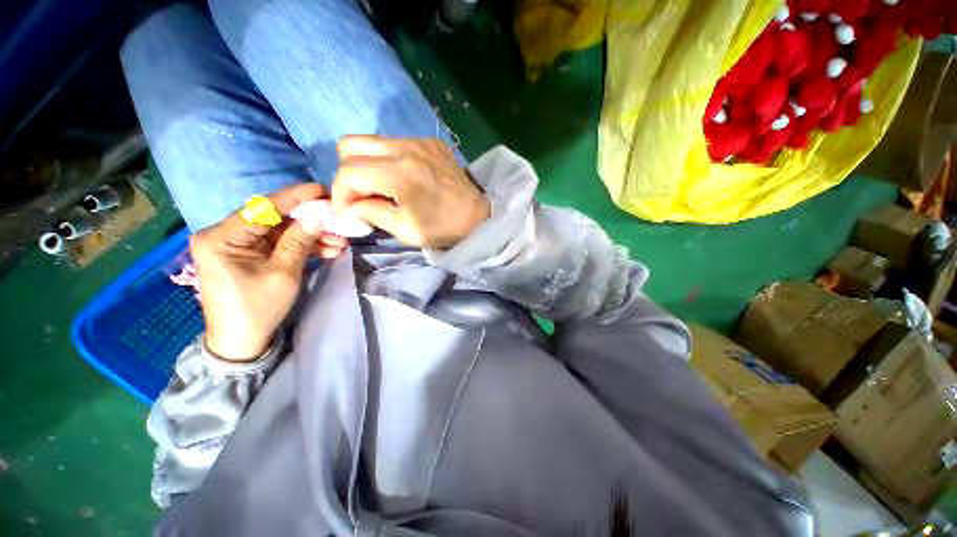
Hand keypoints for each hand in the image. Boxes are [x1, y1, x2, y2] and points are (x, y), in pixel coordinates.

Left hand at [190, 184, 347, 361]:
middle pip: (275, 219)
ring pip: (282, 232)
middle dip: (310, 222)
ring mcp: (239, 245)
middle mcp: (225, 235)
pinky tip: (329, 250)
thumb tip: (317, 217)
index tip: (321, 190)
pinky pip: (280, 245)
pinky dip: (303, 247)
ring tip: (340, 242)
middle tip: (338, 221)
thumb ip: (298, 241)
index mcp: (221, 237)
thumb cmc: (257, 309)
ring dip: (311, 237)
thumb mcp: (283, 274)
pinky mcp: (251, 255)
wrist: (242, 342)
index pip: (263, 208)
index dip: (295, 197)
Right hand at [330, 136, 489, 248]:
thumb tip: (348, 206)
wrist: (478, 217)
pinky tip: (402, 178)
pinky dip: (387, 159)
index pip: (348, 172)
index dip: (340, 194)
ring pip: (370, 140)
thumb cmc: (443, 228)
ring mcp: (418, 140)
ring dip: (366, 164)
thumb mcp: (405, 230)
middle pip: (349, 146)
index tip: (349, 211)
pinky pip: (393, 142)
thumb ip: (371, 213)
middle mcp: (404, 148)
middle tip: (361, 196)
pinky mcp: (429, 141)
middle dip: (348, 174)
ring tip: (380, 187)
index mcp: (399, 174)